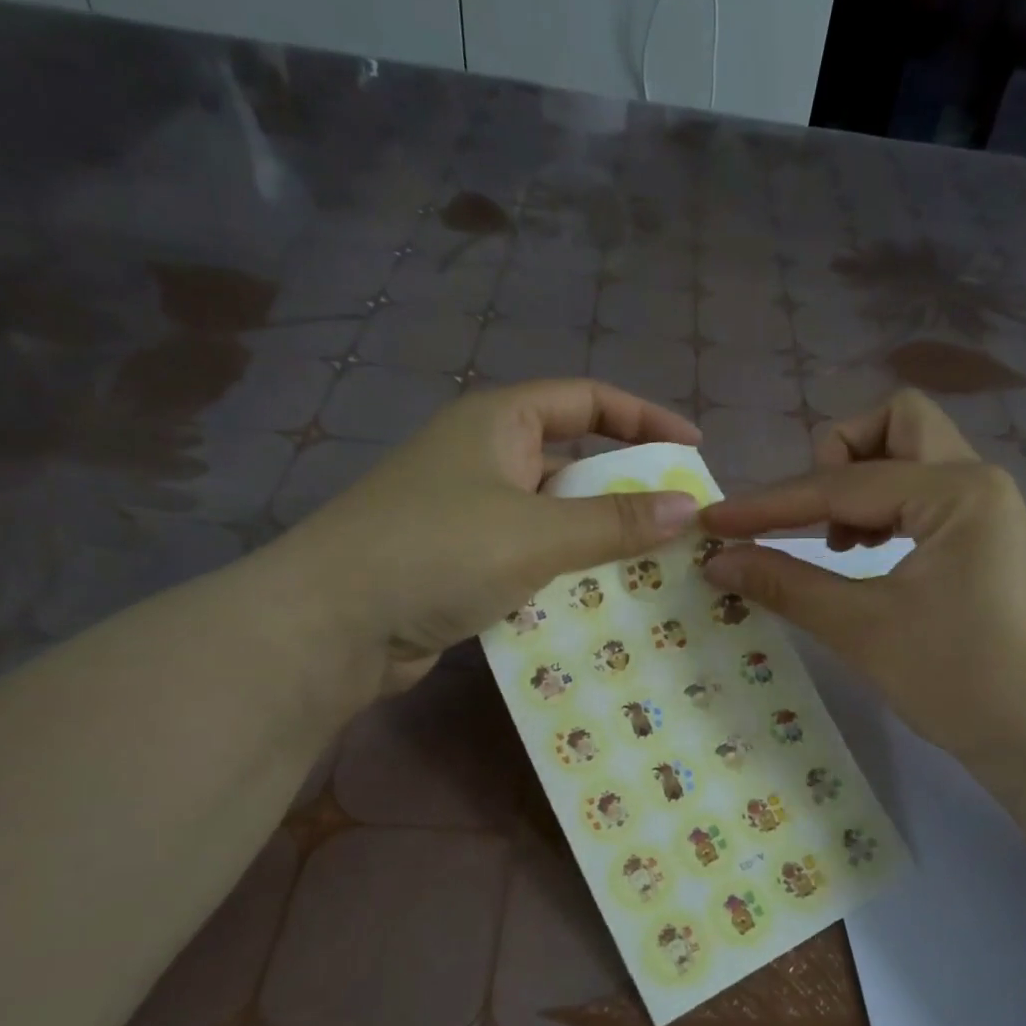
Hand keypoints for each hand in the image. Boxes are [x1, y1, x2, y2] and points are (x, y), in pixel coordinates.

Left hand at [265, 379, 699, 696]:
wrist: (331, 625)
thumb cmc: (436, 551)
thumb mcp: (536, 532)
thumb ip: (614, 521)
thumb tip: (687, 509)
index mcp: (498, 422)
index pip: (588, 400)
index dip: (645, 419)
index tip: (694, 449)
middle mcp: (485, 458)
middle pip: (574, 461)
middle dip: (629, 489)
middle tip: (681, 521)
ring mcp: (471, 513)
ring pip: (556, 517)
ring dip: (601, 540)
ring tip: (658, 567)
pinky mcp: (463, 564)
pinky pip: (533, 559)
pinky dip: (568, 574)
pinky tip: (604, 602)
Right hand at [698, 390, 1025, 764]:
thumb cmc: (959, 682)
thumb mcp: (863, 630)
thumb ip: (786, 584)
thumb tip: (718, 559)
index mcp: (956, 492)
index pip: (842, 484)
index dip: (770, 505)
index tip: (714, 521)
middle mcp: (978, 482)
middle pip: (897, 424)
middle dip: (838, 456)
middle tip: (812, 518)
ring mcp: (989, 510)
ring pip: (915, 455)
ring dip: (863, 481)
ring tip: (839, 544)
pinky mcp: (988, 540)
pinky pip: (928, 495)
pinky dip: (888, 508)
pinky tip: (870, 555)